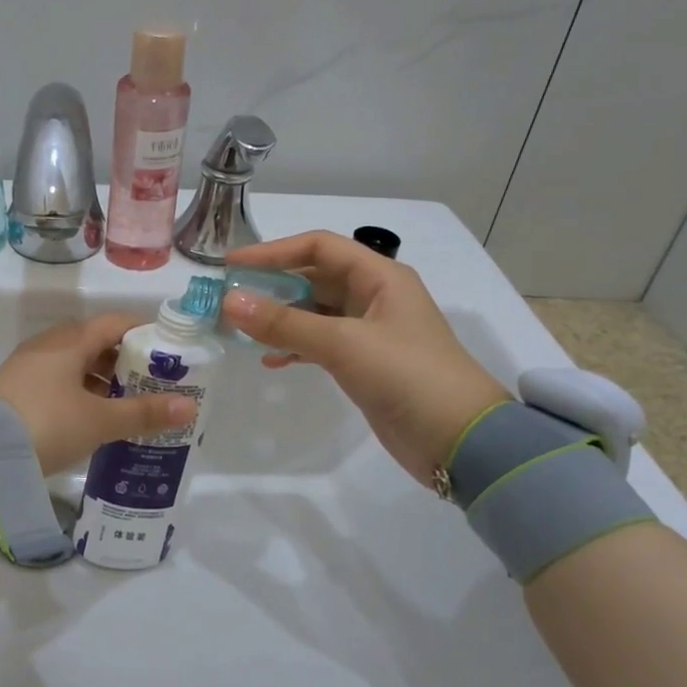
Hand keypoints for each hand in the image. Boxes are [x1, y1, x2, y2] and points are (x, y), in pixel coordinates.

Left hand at [0, 314, 197, 475]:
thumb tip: (189, 406)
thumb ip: (143, 413)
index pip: (115, 323)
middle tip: (151, 385)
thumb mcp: (99, 421)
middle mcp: (48, 345)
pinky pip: (57, 380)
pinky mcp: (15, 388)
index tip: (168, 354)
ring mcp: (27, 366)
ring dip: (101, 380)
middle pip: (95, 342)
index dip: (144, 334)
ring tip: (126, 405)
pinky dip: (79, 392)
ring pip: (74, 363)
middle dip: (125, 361)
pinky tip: (91, 417)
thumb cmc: (47, 424)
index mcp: (70, 341)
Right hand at [220, 230, 509, 484]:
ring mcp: (369, 332)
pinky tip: (270, 360)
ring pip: (314, 312)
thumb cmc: (407, 376)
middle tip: (228, 298)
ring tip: (240, 329)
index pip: (318, 247)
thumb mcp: (344, 344)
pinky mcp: (364, 364)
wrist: (458, 439)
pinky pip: (319, 343)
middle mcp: (374, 297)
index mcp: (379, 277)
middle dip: (271, 285)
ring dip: (279, 318)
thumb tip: (230, 302)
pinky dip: (294, 347)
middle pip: (314, 278)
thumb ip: (285, 323)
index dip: (273, 251)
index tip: (231, 264)